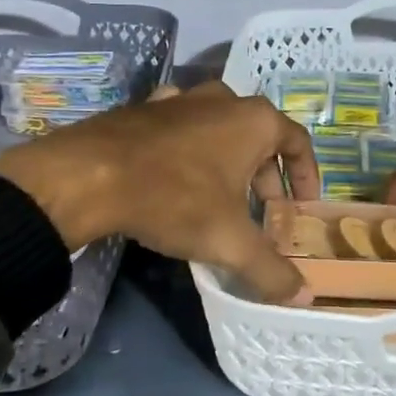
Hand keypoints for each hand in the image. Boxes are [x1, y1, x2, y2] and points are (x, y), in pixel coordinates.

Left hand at [0, 80, 317, 300]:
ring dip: (228, 160)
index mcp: (254, 121)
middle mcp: (222, 99)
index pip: (298, 142)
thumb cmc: (174, 199)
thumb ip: (270, 270)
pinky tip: (176, 174)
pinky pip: (180, 127)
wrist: (88, 176)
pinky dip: (189, 149)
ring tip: (221, 196)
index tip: (302, 205)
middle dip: (266, 175)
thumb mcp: (229, 242)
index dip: (306, 176)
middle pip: (259, 136)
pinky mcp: (143, 108)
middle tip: (261, 210)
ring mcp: (179, 99)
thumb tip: (303, 297)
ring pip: (219, 128)